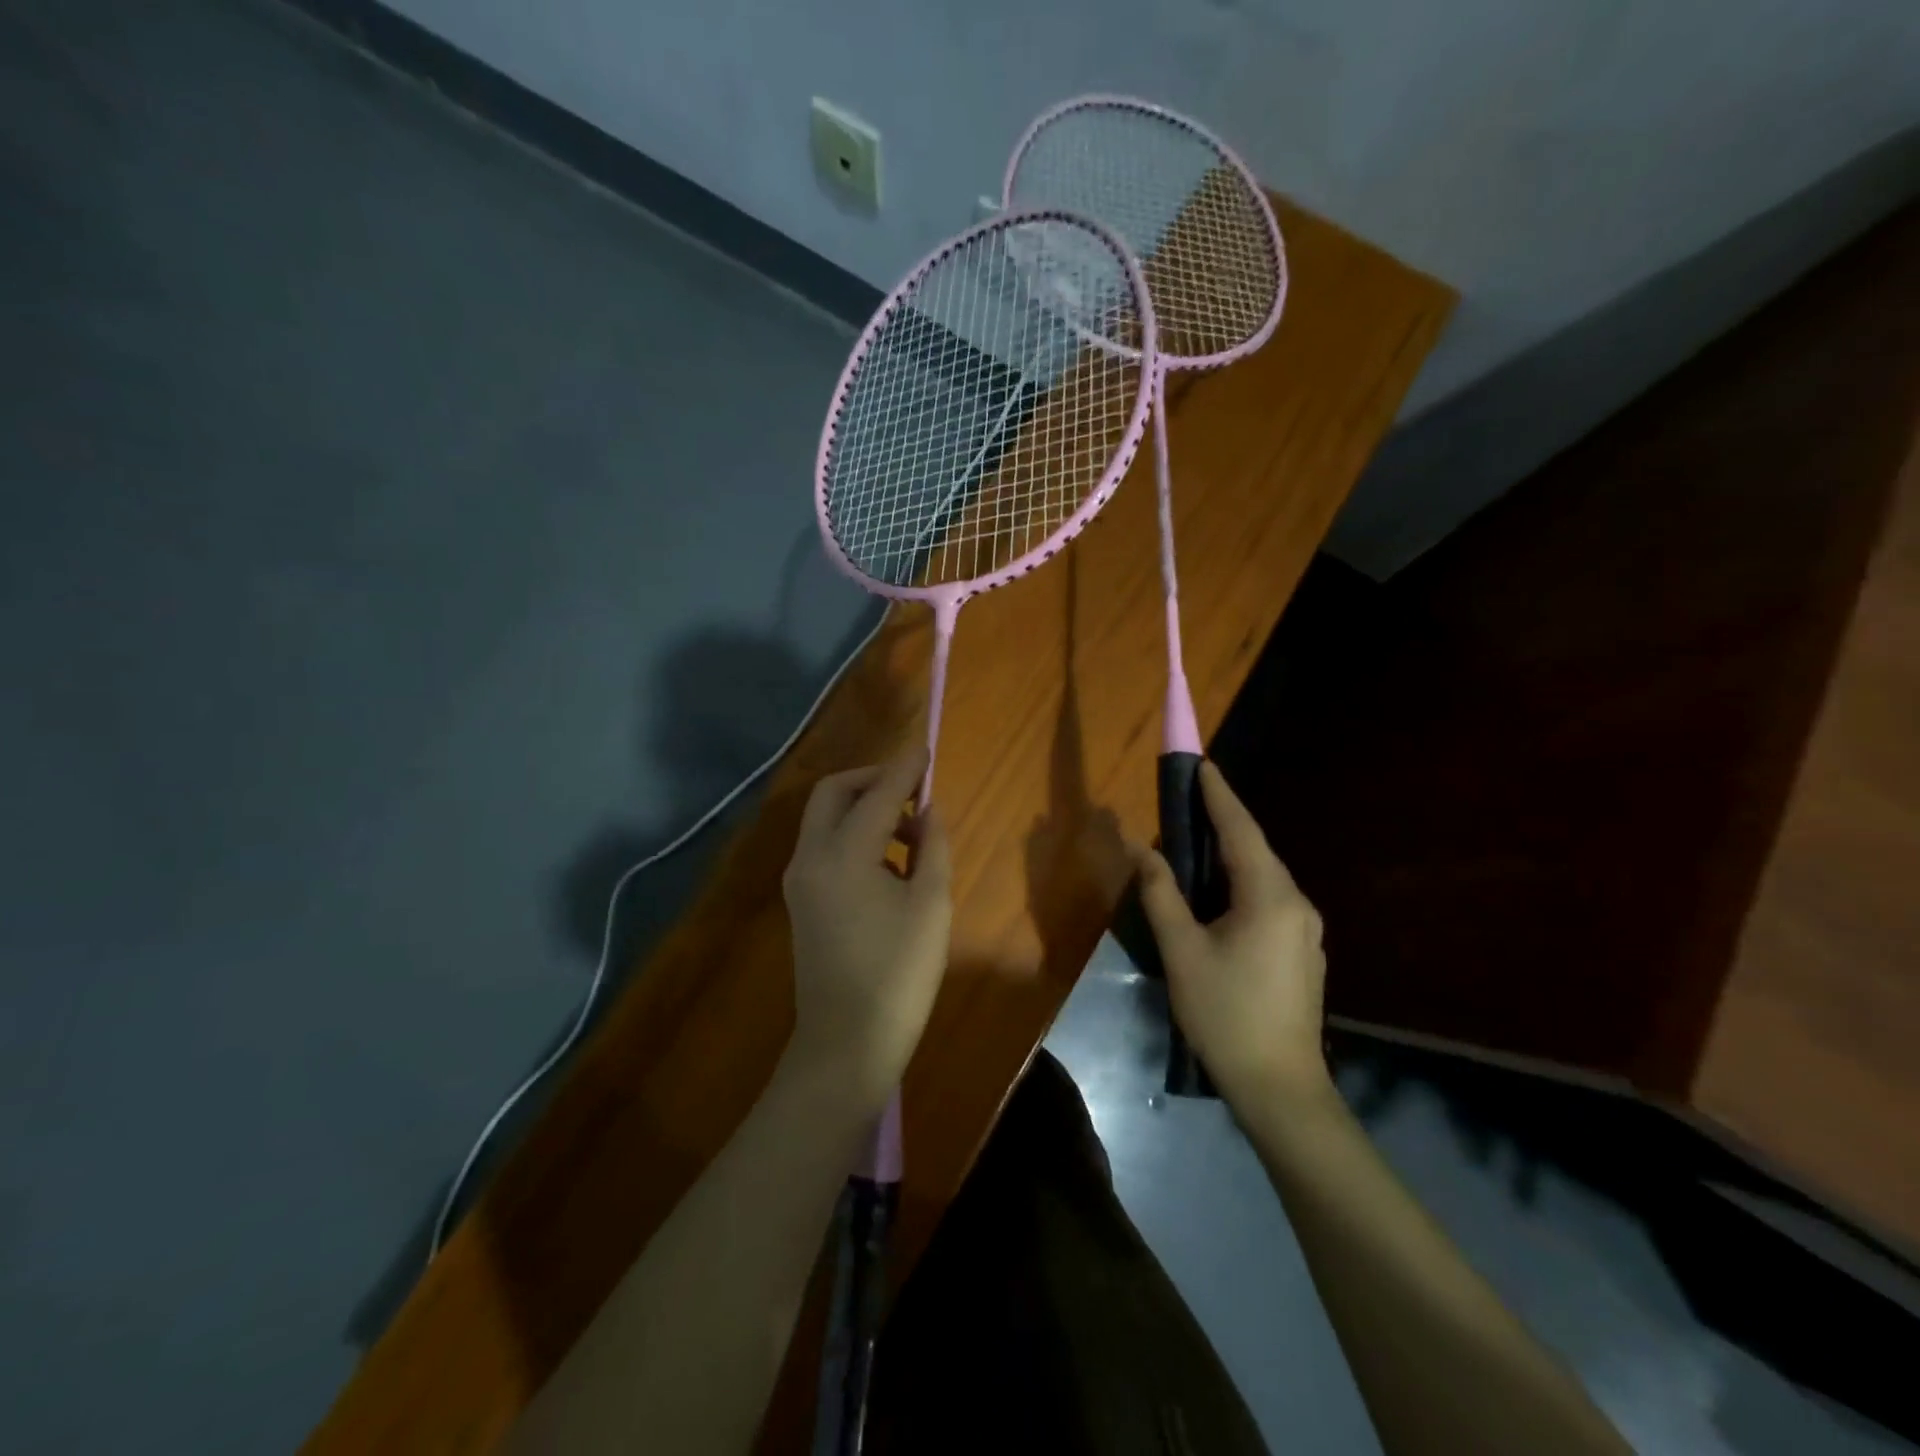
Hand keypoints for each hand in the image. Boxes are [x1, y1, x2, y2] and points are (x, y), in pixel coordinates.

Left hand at [782, 746, 952, 1110]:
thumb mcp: (931, 906)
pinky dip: (853, 834)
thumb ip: (932, 847)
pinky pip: (824, 845)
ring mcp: (799, 880)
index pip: (877, 794)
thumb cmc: (899, 975)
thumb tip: (928, 810)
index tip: (927, 747)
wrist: (846, 1044)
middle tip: (913, 789)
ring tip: (911, 829)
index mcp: (843, 855)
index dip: (905, 768)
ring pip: (825, 818)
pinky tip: (888, 859)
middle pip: (834, 793)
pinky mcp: (801, 899)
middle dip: (873, 779)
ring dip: (863, 807)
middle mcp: (810, 857)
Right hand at [1135, 761, 1329, 1109]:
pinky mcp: (1304, 951)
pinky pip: (1270, 899)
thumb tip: (1139, 848)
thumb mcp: (1182, 951)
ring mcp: (1306, 929)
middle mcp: (1297, 904)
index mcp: (1270, 896)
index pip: (1240, 830)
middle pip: (1255, 850)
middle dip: (1223, 822)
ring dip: (1231, 855)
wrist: (1280, 1087)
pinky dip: (1241, 883)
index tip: (1202, 765)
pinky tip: (1218, 896)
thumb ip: (1161, 893)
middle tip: (1190, 800)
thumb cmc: (1225, 1014)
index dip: (1219, 795)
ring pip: (1263, 877)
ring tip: (1196, 843)